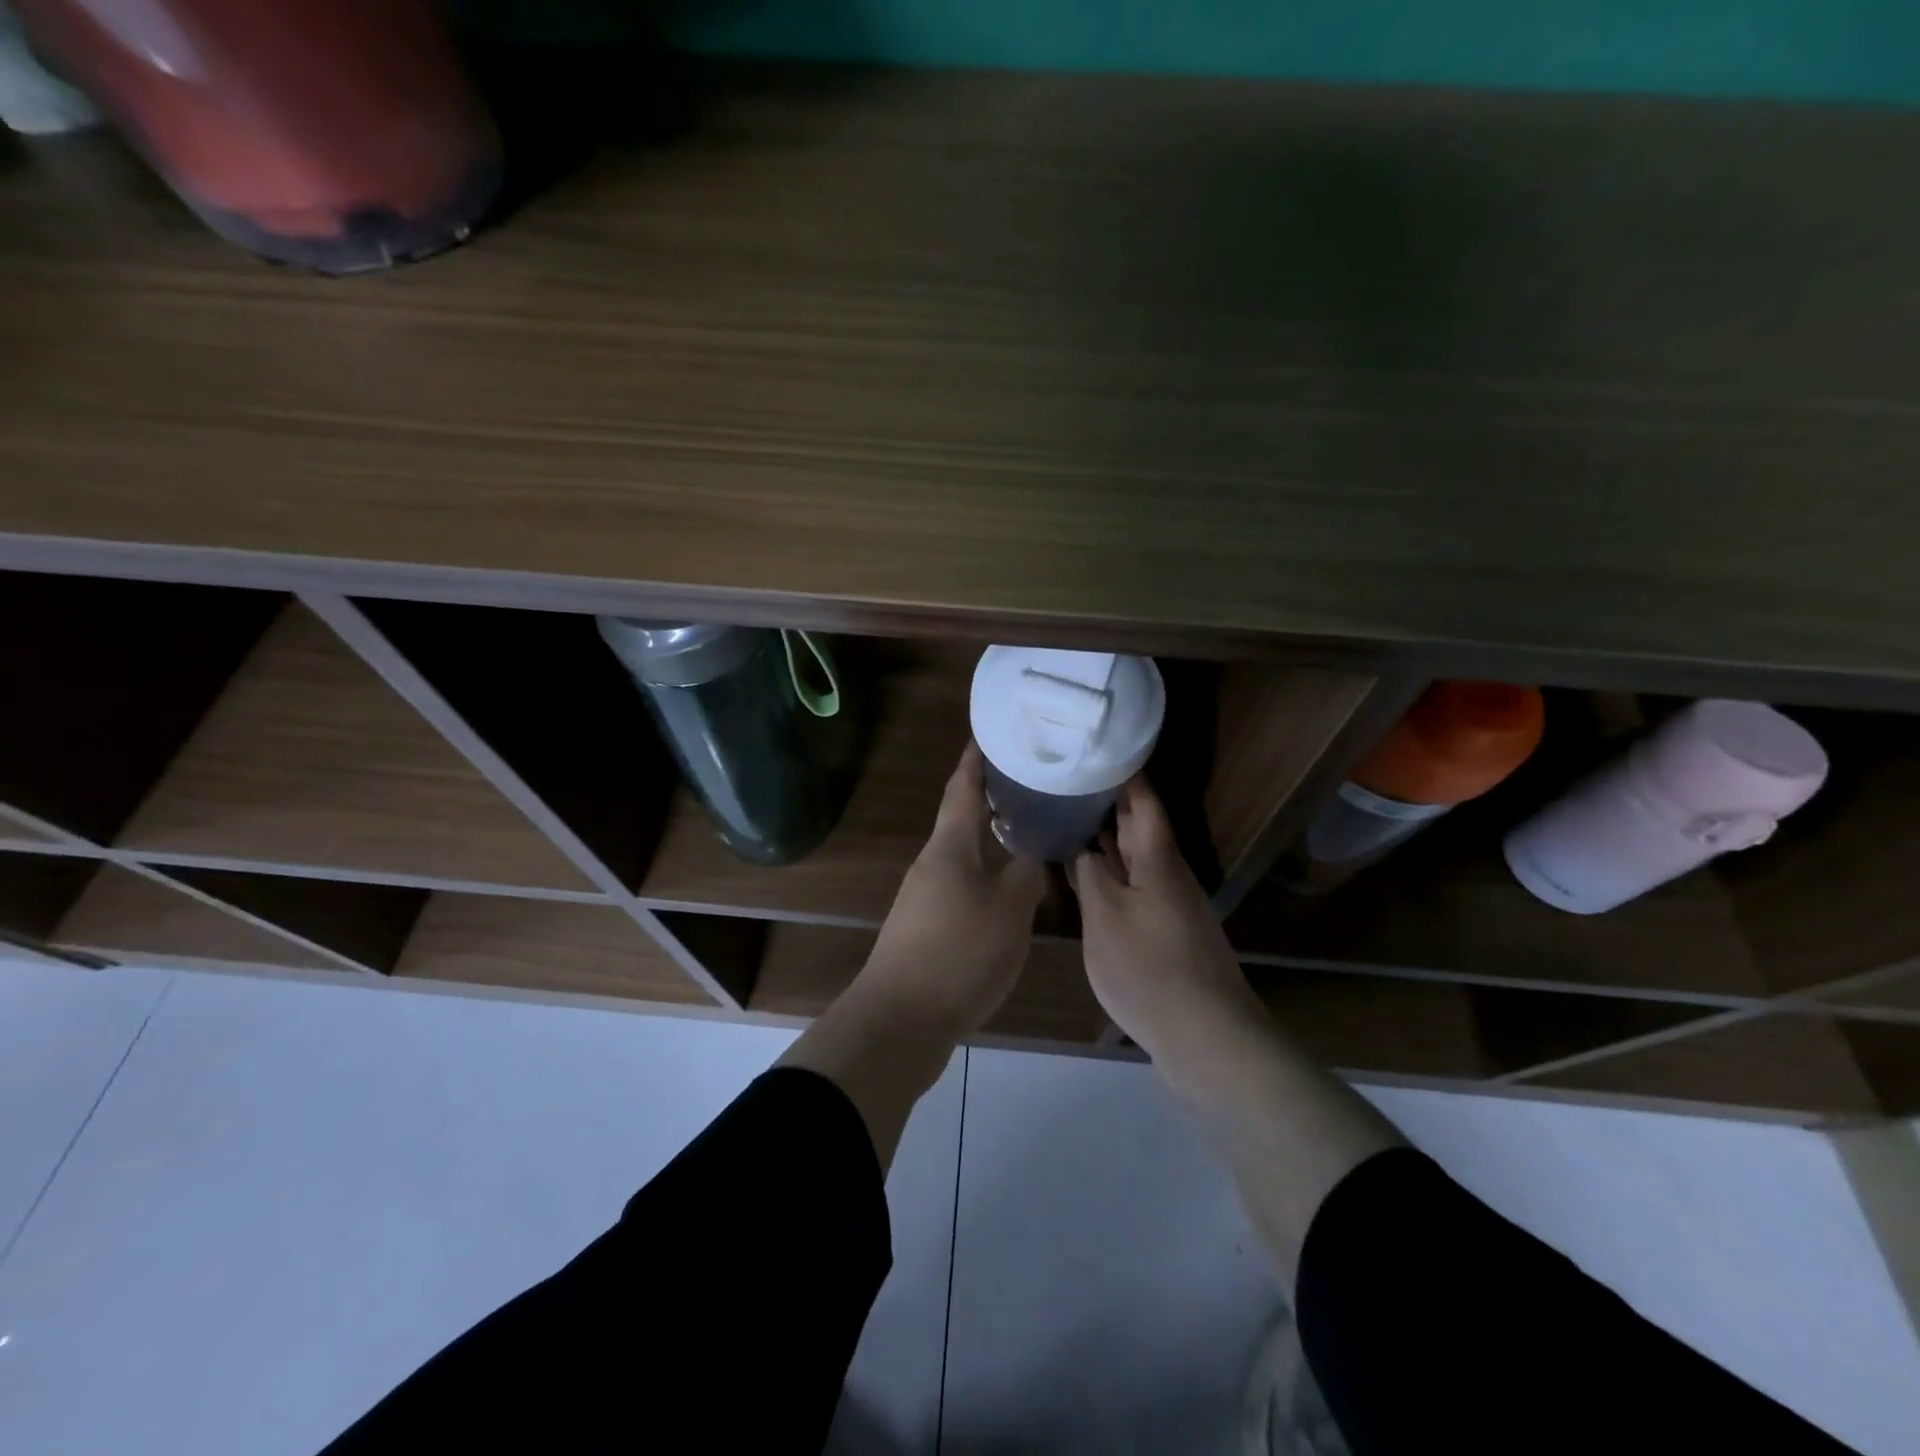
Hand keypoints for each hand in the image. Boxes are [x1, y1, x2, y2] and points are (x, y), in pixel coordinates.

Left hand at [860, 743, 1047, 1037]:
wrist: (900, 1021)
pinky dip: (986, 874)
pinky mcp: (926, 928)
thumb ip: (1026, 874)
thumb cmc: (958, 953)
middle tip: (1029, 781)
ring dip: (990, 838)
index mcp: (949, 847)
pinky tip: (1008, 890)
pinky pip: (962, 885)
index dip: (975, 759)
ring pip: (963, 854)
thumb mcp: (1008, 910)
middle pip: (962, 819)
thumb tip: (1033, 852)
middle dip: (991, 797)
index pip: (962, 788)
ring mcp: (924, 897)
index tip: (990, 732)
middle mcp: (932, 863)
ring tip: (1027, 830)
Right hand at [1071, 776, 1267, 1064]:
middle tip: (1073, 781)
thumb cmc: (1149, 967)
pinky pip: (1136, 888)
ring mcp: (1171, 906)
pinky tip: (1090, 880)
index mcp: (1158, 860)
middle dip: (1112, 803)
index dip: (1126, 775)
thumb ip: (1091, 875)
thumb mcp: (1106, 916)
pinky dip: (1113, 875)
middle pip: (1142, 828)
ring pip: (1138, 860)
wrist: (1205, 1034)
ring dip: (1110, 840)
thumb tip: (1082, 847)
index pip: (1144, 802)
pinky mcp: (1168, 933)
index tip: (1103, 749)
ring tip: (1073, 821)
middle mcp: (1169, 875)